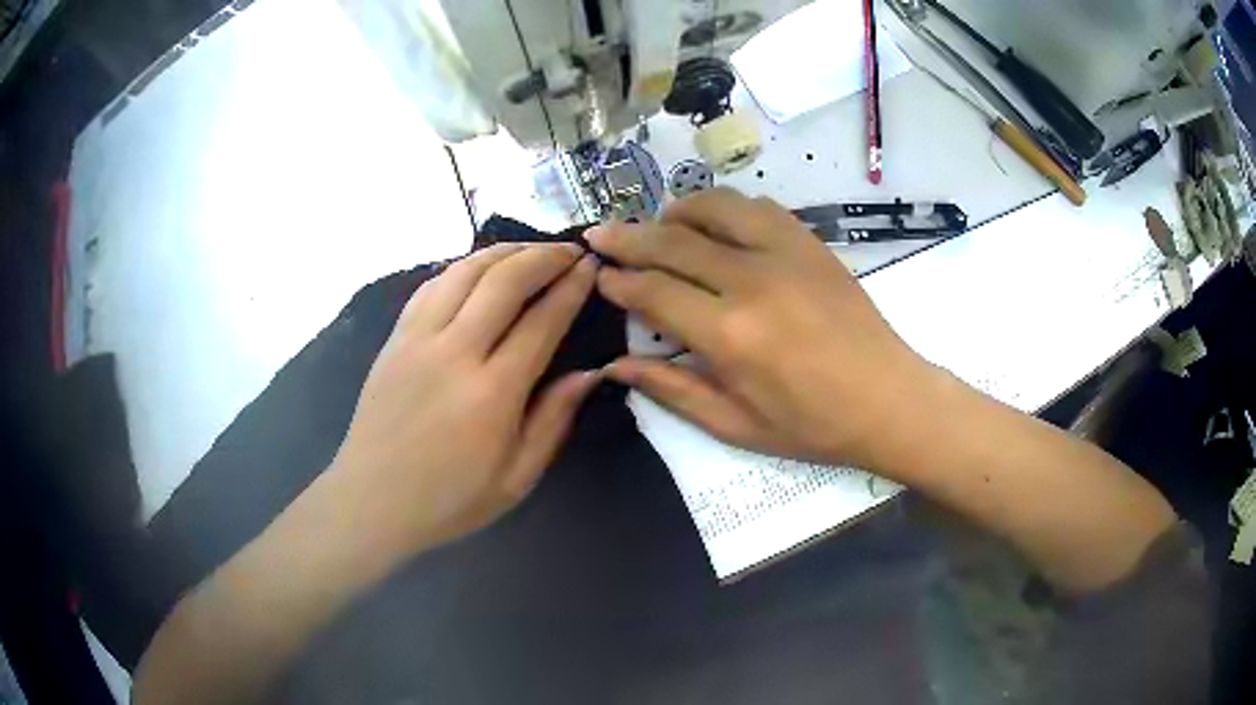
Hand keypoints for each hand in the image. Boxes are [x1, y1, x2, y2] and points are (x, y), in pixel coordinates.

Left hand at [330, 244, 599, 555]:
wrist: (373, 500)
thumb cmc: (450, 499)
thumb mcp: (516, 478)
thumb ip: (553, 421)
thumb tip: (589, 373)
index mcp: (492, 393)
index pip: (541, 321)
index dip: (571, 287)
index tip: (591, 267)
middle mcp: (454, 352)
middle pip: (504, 280)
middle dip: (543, 256)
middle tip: (569, 249)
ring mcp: (417, 339)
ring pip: (465, 272)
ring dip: (503, 252)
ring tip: (530, 249)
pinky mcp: (395, 338)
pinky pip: (432, 285)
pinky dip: (463, 268)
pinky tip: (479, 269)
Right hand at [587, 188, 936, 469]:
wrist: (888, 399)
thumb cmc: (812, 425)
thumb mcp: (736, 425)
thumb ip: (673, 390)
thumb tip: (616, 364)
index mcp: (730, 335)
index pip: (654, 291)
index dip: (619, 281)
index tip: (599, 276)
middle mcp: (752, 281)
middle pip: (673, 241)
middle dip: (628, 236)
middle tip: (600, 234)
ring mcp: (786, 253)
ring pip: (715, 207)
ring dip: (677, 211)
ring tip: (660, 225)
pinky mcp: (811, 243)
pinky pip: (758, 206)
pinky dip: (726, 209)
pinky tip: (718, 226)